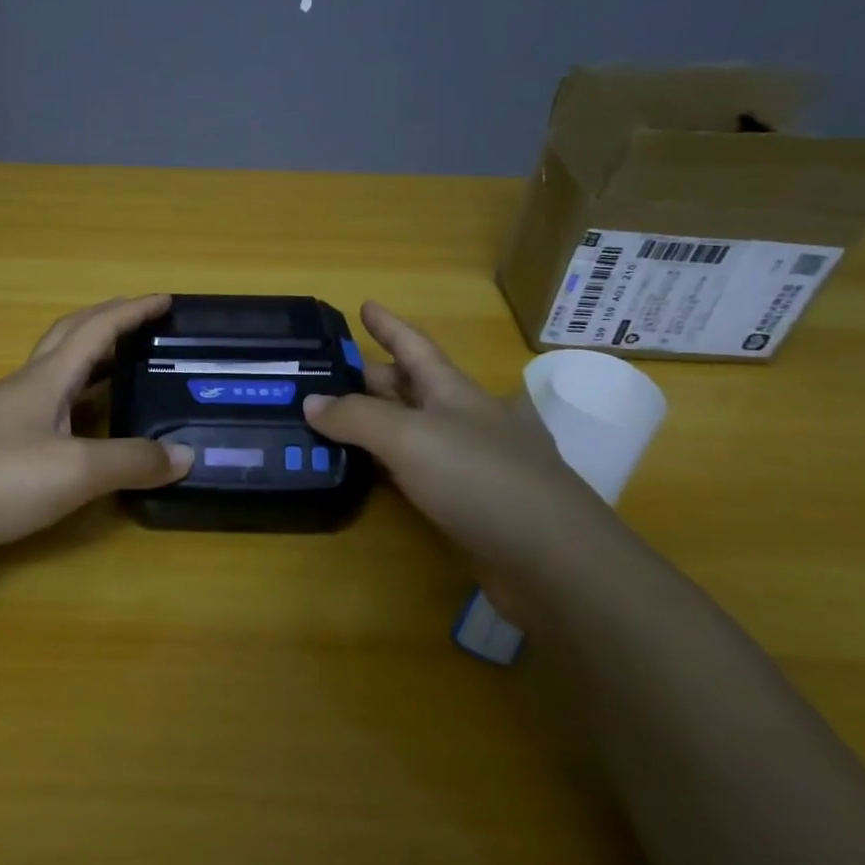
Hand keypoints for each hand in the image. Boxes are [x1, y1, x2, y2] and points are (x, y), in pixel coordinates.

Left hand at [0, 295, 192, 565]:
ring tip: (125, 367)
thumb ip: (131, 462)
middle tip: (144, 323)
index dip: (132, 311)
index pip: (96, 329)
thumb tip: (185, 456)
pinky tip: (83, 423)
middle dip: (109, 322)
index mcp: (47, 378)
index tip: (166, 299)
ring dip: (92, 358)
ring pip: (57, 370)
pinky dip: (77, 397)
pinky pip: (48, 403)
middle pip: (69, 337)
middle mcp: (26, 386)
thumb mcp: (75, 472)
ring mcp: (6, 414)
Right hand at [303, 302, 637, 623]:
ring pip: (411, 431)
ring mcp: (470, 462)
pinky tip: (366, 472)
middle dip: (372, 377)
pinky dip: (387, 465)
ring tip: (332, 421)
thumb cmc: (480, 479)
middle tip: (326, 376)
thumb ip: (356, 417)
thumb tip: (311, 402)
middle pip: (410, 387)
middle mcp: (463, 420)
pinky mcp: (469, 504)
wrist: (554, 561)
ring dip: (375, 424)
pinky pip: (416, 471)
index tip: (364, 303)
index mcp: (454, 391)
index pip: (413, 345)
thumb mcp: (409, 438)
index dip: (387, 325)